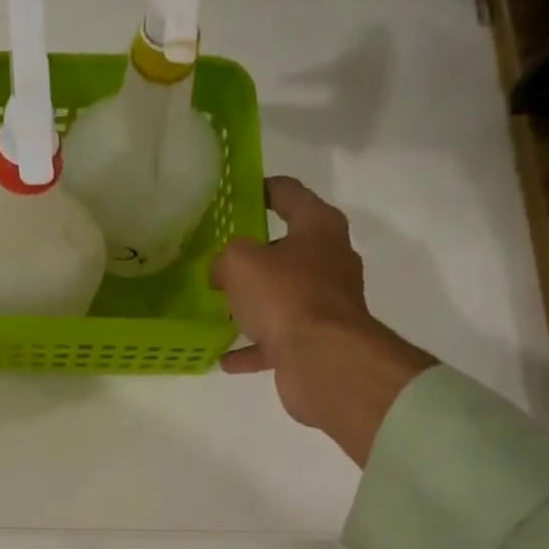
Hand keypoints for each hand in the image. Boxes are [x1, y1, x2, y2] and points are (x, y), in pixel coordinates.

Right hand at [212, 176, 436, 464]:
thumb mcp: (241, 262)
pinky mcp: (318, 341)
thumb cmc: (285, 296)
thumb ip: (227, 257)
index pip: (289, 194)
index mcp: (319, 228)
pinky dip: (254, 347)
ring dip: (254, 304)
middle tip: (219, 260)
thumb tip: (223, 272)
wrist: (323, 359)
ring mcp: (326, 304)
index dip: (263, 189)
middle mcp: (329, 261)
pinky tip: (226, 358)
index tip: (238, 193)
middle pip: (288, 249)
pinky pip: (278, 339)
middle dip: (255, 255)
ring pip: (283, 297)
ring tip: (221, 308)